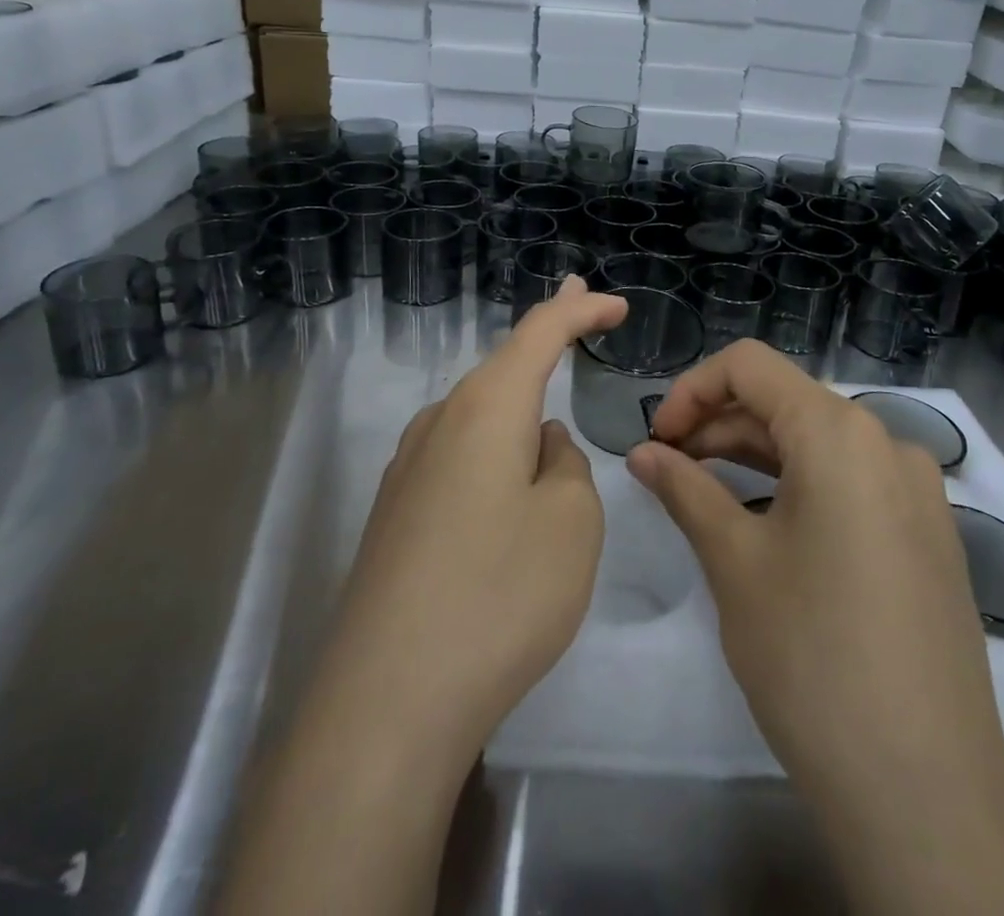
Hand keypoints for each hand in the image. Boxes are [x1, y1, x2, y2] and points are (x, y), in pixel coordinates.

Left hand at [220, 278, 627, 915]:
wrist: (387, 699)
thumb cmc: (499, 595)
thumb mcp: (571, 522)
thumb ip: (566, 464)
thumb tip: (538, 446)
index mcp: (486, 407)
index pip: (540, 332)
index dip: (580, 309)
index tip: (616, 304)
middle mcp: (440, 420)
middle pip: (502, 362)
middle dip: (547, 334)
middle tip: (579, 306)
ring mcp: (409, 466)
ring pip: (478, 410)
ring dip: (518, 393)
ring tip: (549, 396)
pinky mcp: (396, 511)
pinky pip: (458, 451)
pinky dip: (493, 439)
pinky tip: (505, 473)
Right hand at [629, 340, 1003, 915]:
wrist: (926, 792)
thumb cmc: (812, 656)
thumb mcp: (734, 561)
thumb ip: (684, 489)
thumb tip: (643, 453)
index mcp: (840, 432)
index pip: (750, 366)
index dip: (692, 389)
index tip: (657, 437)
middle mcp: (887, 442)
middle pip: (786, 401)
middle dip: (718, 423)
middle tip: (668, 467)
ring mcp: (917, 490)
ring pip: (818, 442)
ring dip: (754, 453)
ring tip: (704, 491)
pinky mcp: (928, 534)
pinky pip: (851, 480)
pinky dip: (797, 482)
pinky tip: (764, 522)